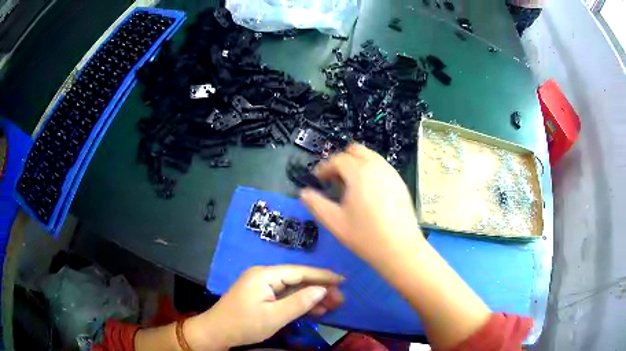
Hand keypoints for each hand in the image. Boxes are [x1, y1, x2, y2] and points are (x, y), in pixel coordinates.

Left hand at [185, 265, 343, 349]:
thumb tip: (322, 289)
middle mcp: (264, 275)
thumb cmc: (244, 324)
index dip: (322, 276)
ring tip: (333, 305)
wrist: (216, 332)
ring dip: (311, 297)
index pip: (299, 272)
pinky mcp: (261, 296)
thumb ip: (299, 302)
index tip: (342, 280)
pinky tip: (315, 310)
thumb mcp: (274, 316)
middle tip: (340, 299)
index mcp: (265, 275)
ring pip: (293, 288)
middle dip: (319, 288)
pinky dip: (299, 303)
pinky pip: (285, 296)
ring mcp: (262, 286)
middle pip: (297, 279)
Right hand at [300, 144, 424, 268]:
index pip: (338, 160)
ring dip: (356, 164)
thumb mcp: (335, 223)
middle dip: (341, 161)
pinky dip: (370, 170)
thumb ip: (316, 204)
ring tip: (350, 186)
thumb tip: (304, 193)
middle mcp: (377, 167)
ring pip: (370, 156)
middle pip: (355, 151)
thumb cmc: (366, 237)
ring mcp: (391, 173)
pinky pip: (381, 166)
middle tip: (334, 180)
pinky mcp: (400, 182)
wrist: (401, 249)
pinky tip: (368, 192)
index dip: (324, 168)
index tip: (318, 180)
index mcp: (359, 173)